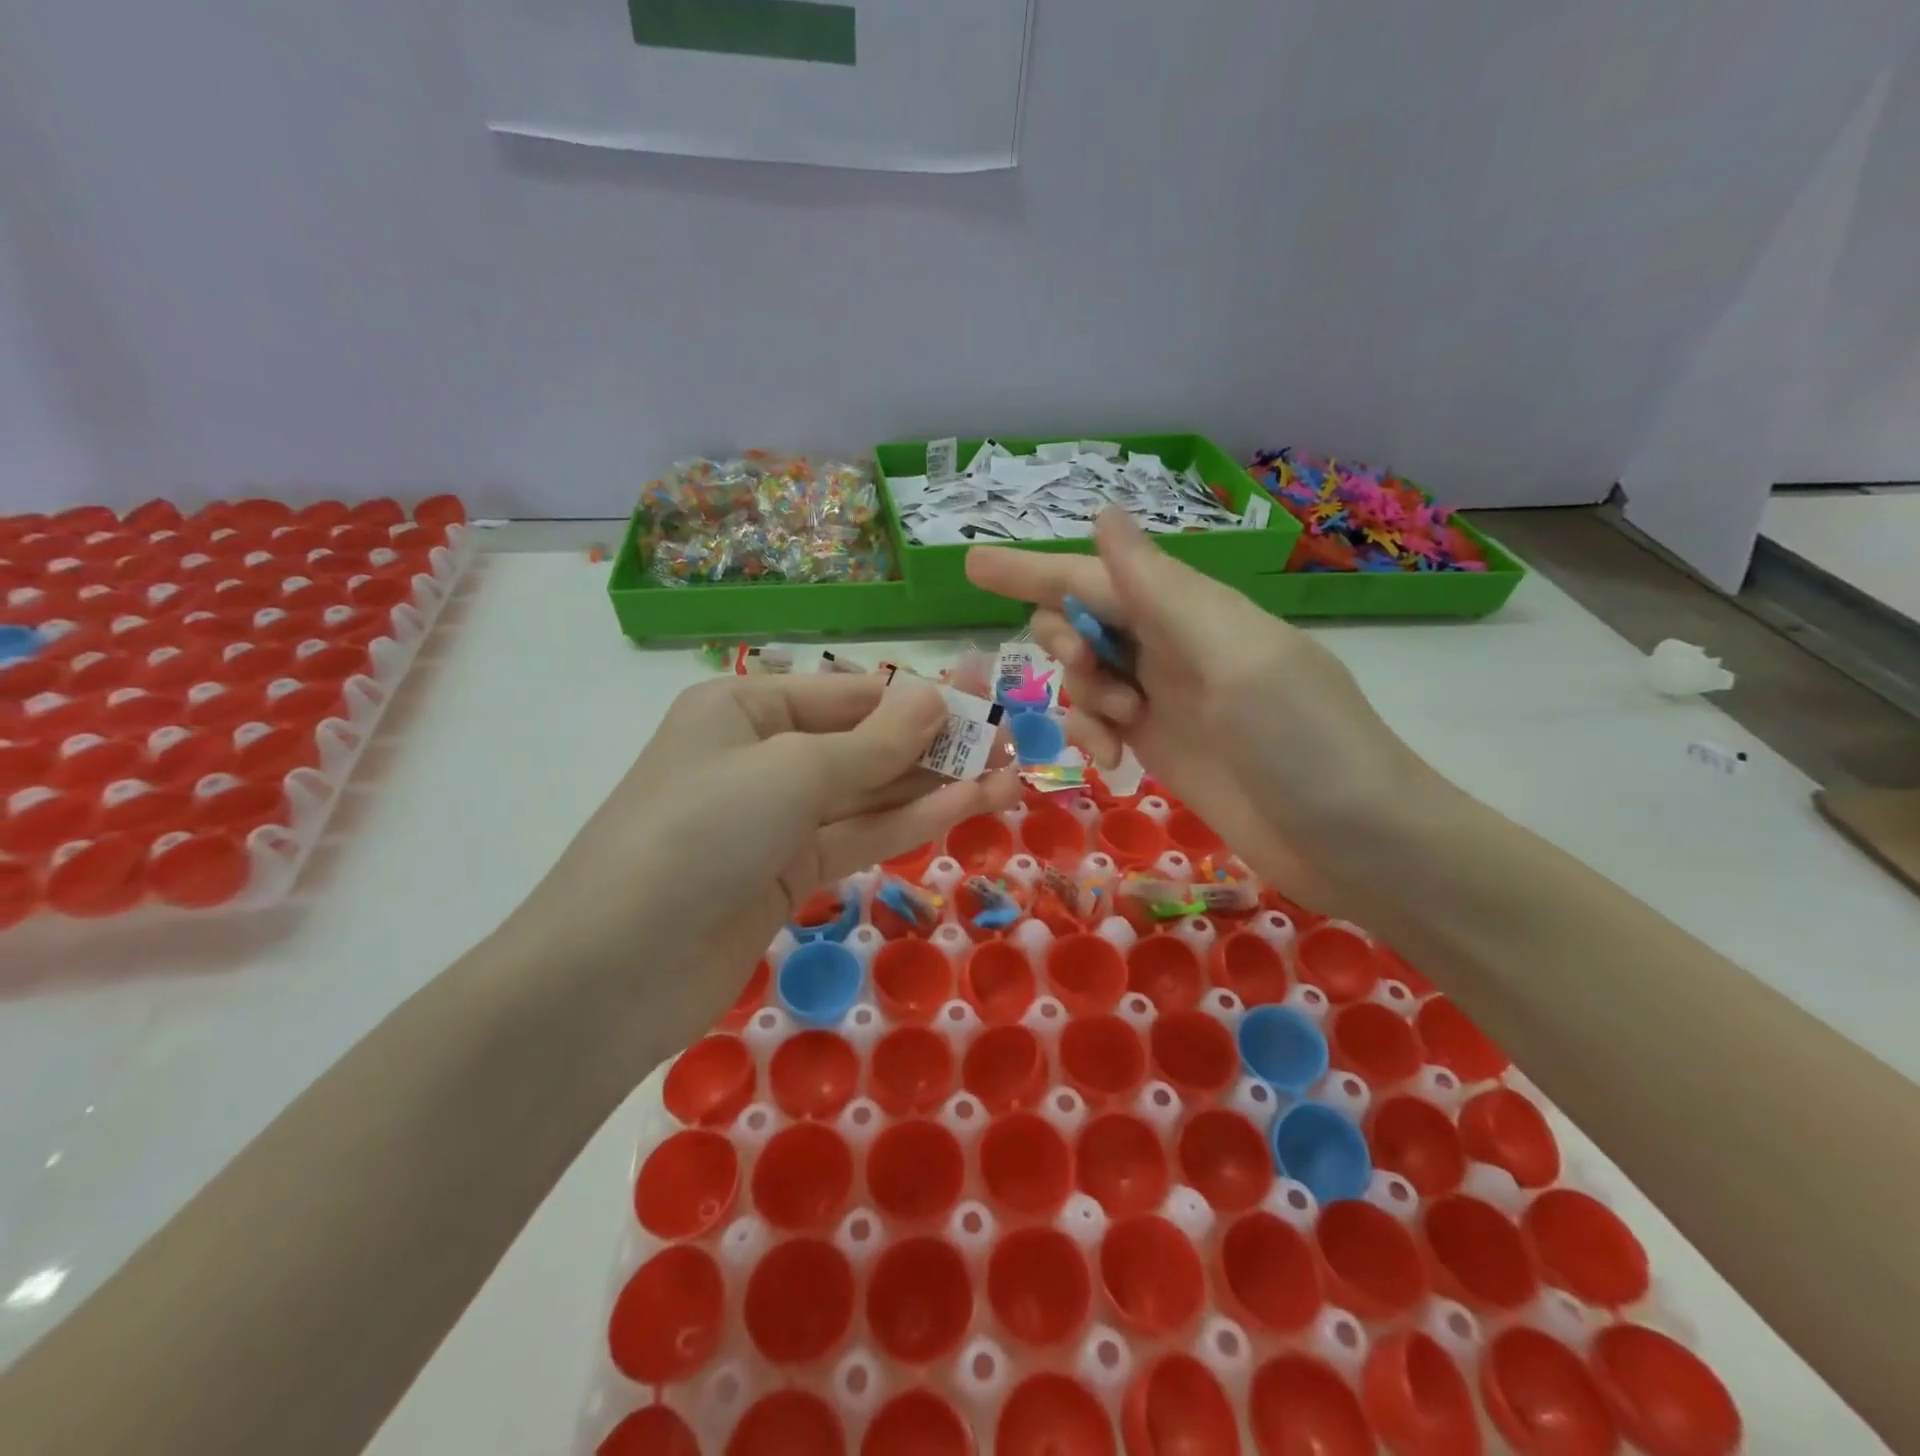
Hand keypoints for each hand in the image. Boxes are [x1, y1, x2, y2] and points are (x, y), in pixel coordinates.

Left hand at [514, 673, 1018, 1039]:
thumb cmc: (698, 833)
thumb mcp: (791, 772)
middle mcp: (761, 755)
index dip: (916, 698)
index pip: (847, 692)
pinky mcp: (790, 874)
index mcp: (744, 708)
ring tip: (1010, 776)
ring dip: (936, 785)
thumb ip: (872, 742)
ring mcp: (777, 820)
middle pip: (863, 742)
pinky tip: (970, 806)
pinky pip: (860, 836)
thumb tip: (937, 697)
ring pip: (870, 793)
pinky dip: (912, 822)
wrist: (615, 971)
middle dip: (935, 743)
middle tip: (1011, 741)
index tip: (984, 702)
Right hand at [967, 509, 1437, 917]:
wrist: (1358, 843)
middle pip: (1084, 621)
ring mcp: (1167, 697)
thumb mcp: (1235, 659)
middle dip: (1065, 644)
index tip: (971, 565)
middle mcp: (1174, 645)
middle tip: (1092, 679)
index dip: (1033, 569)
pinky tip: (1111, 764)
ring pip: (1087, 675)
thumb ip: (1163, 592)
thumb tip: (1106, 515)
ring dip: (1081, 698)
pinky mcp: (1164, 744)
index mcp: (1192, 610)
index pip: (1095, 575)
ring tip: (1116, 735)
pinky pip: (1101, 722)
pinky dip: (1091, 736)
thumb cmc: (1304, 744)